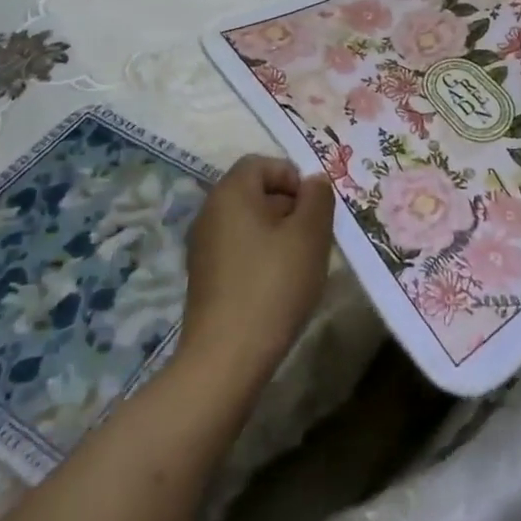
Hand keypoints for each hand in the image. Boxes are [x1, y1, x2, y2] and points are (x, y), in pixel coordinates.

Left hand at [178, 155, 333, 386]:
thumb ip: (318, 198)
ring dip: (278, 234)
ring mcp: (203, 247)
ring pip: (249, 223)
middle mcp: (210, 212)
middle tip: (314, 236)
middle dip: (289, 207)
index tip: (313, 208)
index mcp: (230, 193)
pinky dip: (262, 257)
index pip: (261, 163)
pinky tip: (279, 286)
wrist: (226, 358)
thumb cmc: (273, 284)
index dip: (292, 176)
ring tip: (300, 264)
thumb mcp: (310, 234)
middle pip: (255, 192)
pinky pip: (239, 249)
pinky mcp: (205, 277)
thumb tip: (314, 182)